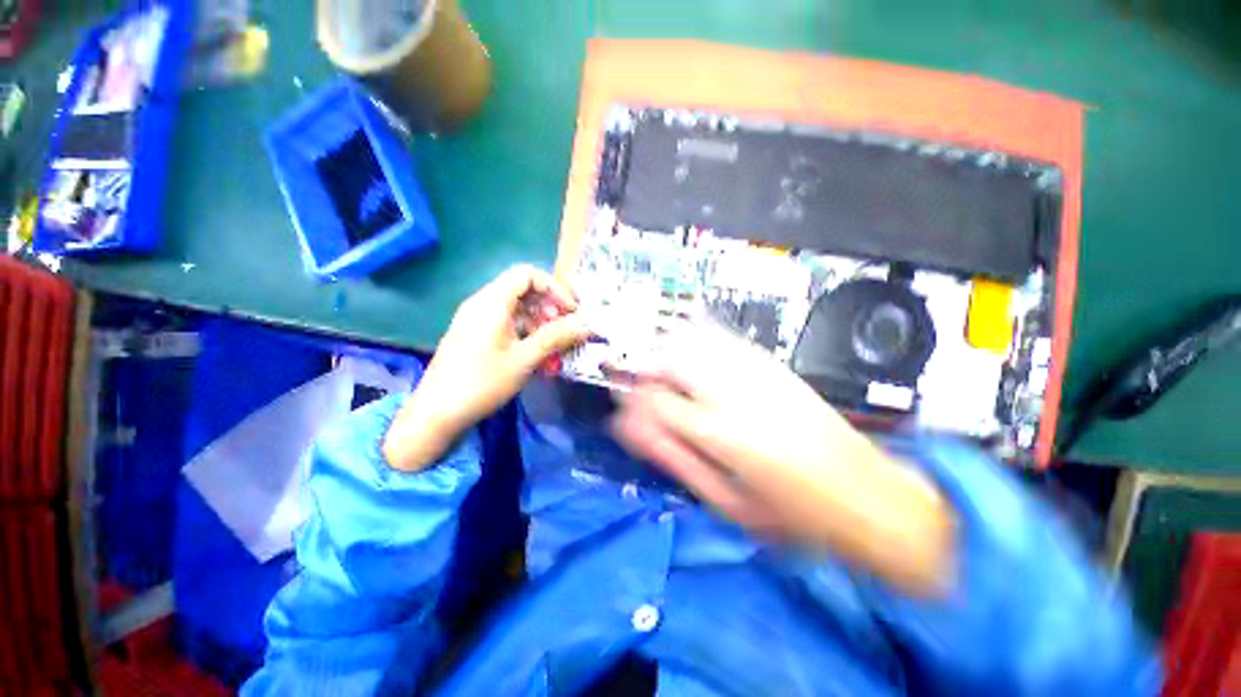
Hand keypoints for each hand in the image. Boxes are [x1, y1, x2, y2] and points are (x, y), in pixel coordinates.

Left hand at [383, 266, 589, 471]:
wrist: (437, 412)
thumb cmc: (482, 383)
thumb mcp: (524, 359)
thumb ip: (556, 337)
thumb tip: (585, 325)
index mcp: (492, 302)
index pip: (527, 275)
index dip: (553, 288)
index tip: (570, 310)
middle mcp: (481, 303)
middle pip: (521, 289)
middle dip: (548, 305)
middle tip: (564, 327)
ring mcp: (475, 318)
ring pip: (514, 306)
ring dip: (538, 318)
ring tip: (552, 342)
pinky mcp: (473, 333)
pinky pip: (504, 320)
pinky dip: (524, 329)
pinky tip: (534, 350)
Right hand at [611, 325, 955, 594]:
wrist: (867, 495)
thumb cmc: (794, 515)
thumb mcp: (727, 503)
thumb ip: (677, 460)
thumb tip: (639, 432)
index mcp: (720, 433)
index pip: (654, 400)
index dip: (632, 404)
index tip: (626, 414)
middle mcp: (735, 393)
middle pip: (670, 358)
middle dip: (646, 370)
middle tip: (643, 391)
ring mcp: (756, 373)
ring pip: (694, 338)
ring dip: (669, 351)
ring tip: (665, 373)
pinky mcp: (773, 365)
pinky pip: (724, 336)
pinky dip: (699, 338)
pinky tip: (696, 353)